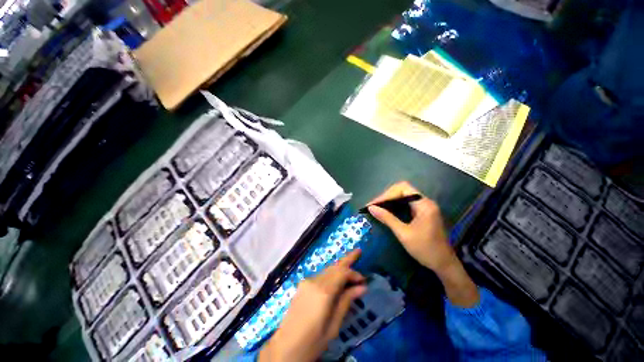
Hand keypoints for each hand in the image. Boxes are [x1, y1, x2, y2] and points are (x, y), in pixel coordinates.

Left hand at [259, 250, 366, 361]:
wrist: (285, 347)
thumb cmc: (313, 340)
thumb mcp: (334, 324)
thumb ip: (346, 302)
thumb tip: (361, 287)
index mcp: (322, 291)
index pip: (342, 272)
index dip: (355, 273)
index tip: (365, 281)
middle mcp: (311, 283)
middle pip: (332, 268)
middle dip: (346, 262)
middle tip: (359, 253)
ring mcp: (303, 286)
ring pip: (325, 272)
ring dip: (338, 270)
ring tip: (351, 270)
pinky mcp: (298, 291)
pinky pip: (318, 279)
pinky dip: (330, 277)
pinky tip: (337, 281)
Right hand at [367, 181, 456, 272]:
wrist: (442, 262)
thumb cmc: (424, 249)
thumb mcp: (404, 234)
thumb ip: (388, 219)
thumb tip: (371, 208)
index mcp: (424, 204)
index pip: (403, 188)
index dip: (386, 194)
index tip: (373, 205)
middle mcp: (427, 202)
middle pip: (405, 191)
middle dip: (388, 198)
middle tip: (373, 207)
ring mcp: (428, 208)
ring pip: (407, 198)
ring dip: (393, 203)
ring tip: (379, 210)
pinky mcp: (427, 215)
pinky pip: (411, 206)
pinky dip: (399, 208)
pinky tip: (390, 214)